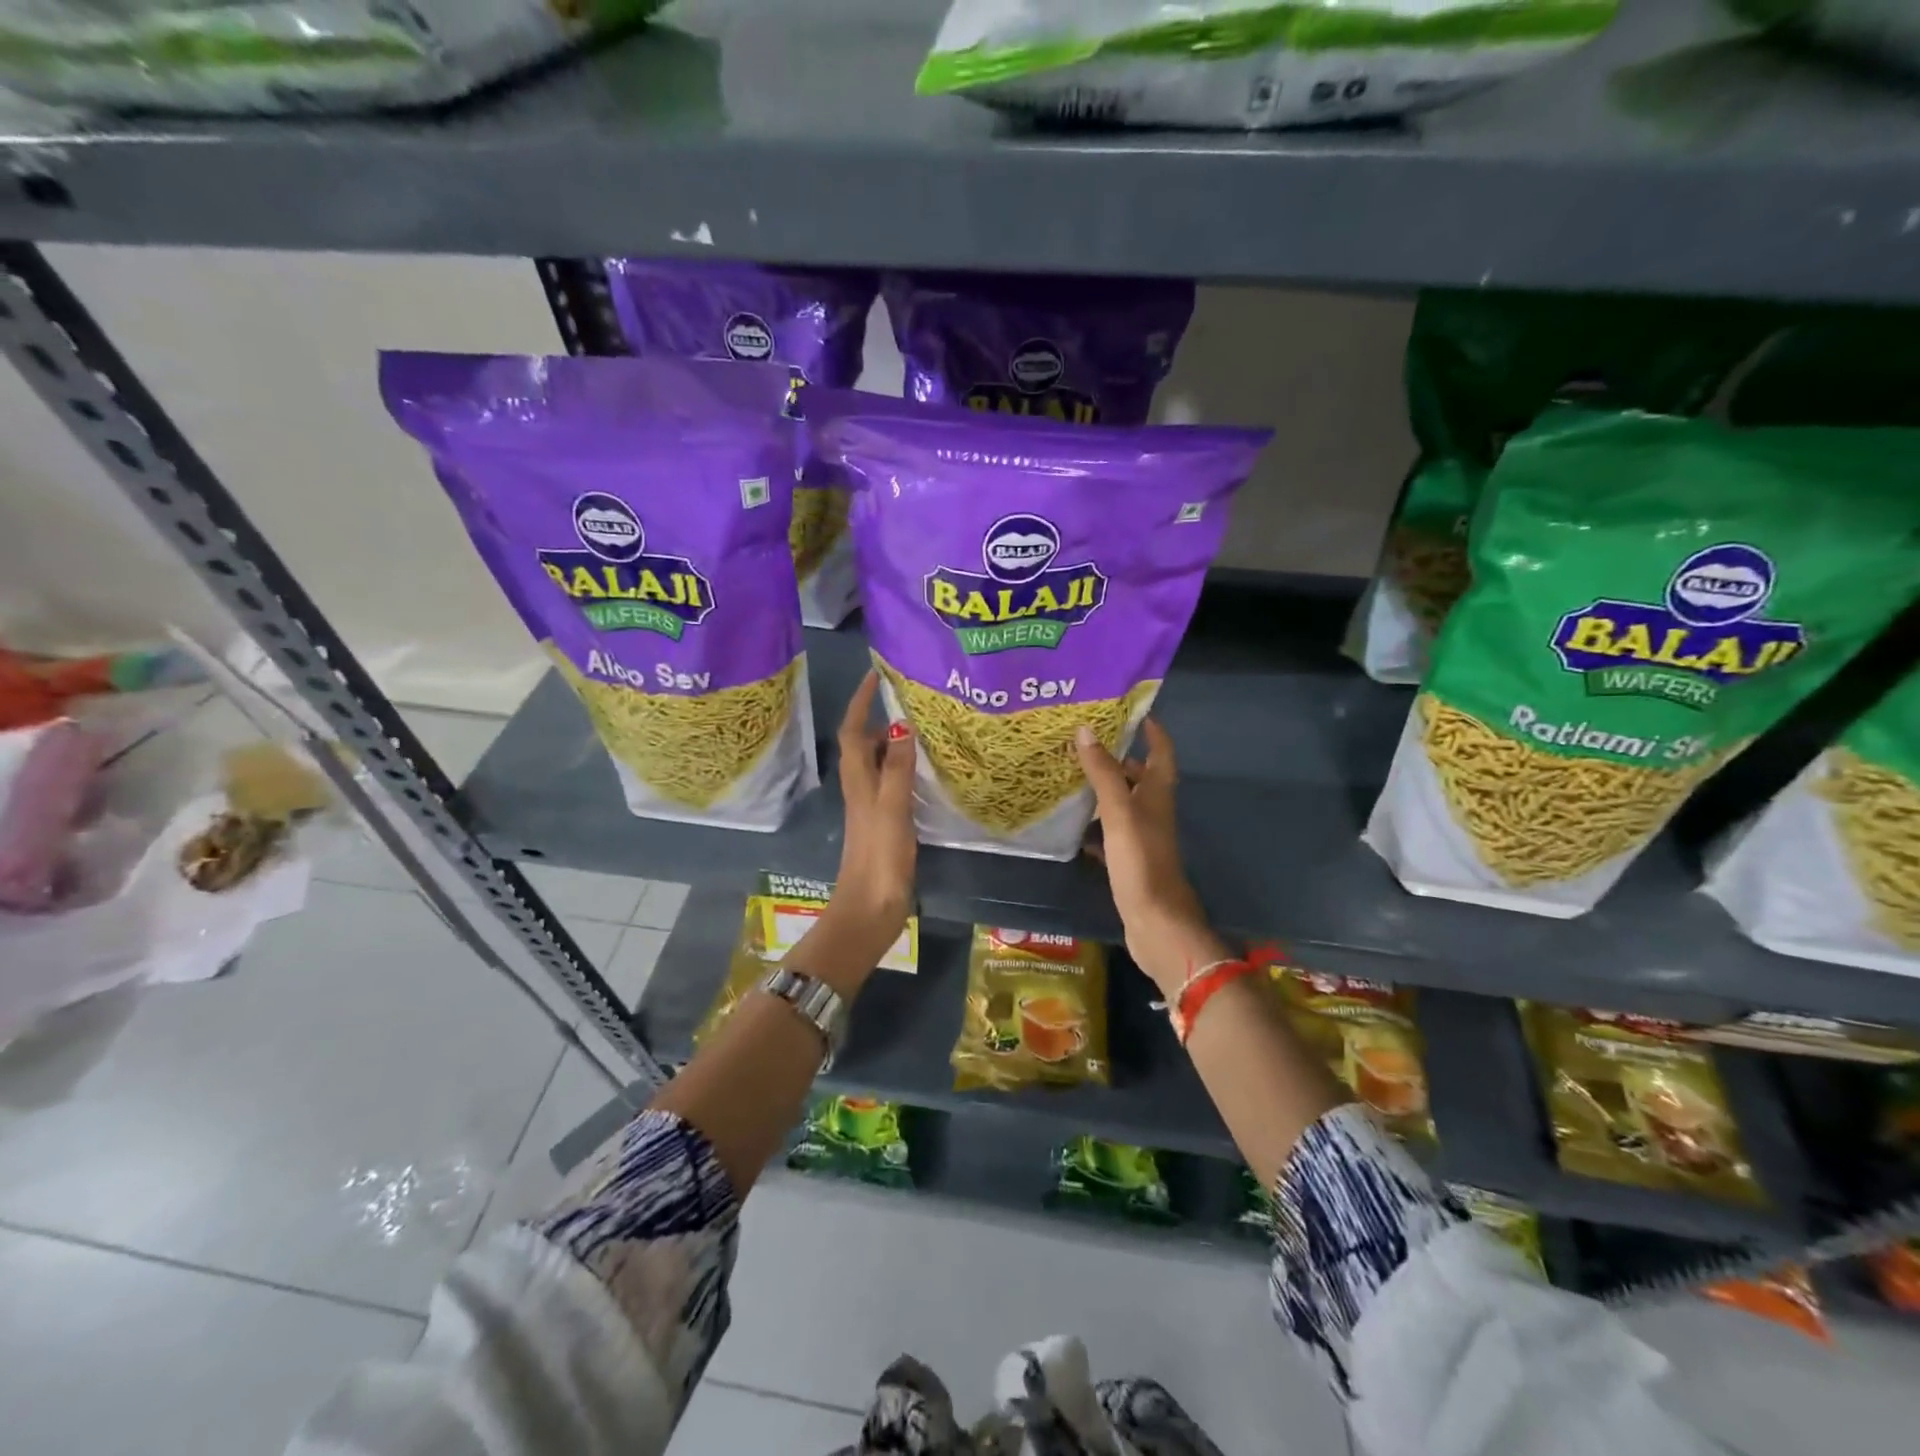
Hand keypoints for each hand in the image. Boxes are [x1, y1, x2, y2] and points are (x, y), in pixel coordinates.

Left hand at [811, 670, 916, 982]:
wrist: (870, 908)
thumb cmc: (880, 856)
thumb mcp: (891, 807)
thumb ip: (896, 767)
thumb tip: (900, 724)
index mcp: (857, 779)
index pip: (852, 730)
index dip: (860, 702)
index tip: (875, 674)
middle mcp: (860, 787)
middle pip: (864, 743)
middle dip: (880, 717)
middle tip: (912, 698)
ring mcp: (872, 806)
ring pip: (878, 762)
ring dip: (893, 741)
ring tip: (923, 726)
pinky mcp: (884, 823)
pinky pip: (892, 782)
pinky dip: (903, 767)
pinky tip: (926, 770)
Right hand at [1076, 719, 1229, 996]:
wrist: (1155, 921)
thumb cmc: (1140, 860)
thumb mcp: (1119, 811)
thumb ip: (1103, 772)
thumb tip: (1086, 730)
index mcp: (1158, 793)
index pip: (1161, 751)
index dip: (1152, 729)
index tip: (1130, 710)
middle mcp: (1154, 810)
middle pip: (1140, 775)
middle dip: (1117, 757)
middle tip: (1084, 740)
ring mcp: (1142, 836)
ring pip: (1123, 802)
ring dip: (1103, 788)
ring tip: (1071, 773)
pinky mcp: (1130, 858)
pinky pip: (1110, 830)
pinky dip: (1094, 822)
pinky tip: (1072, 821)